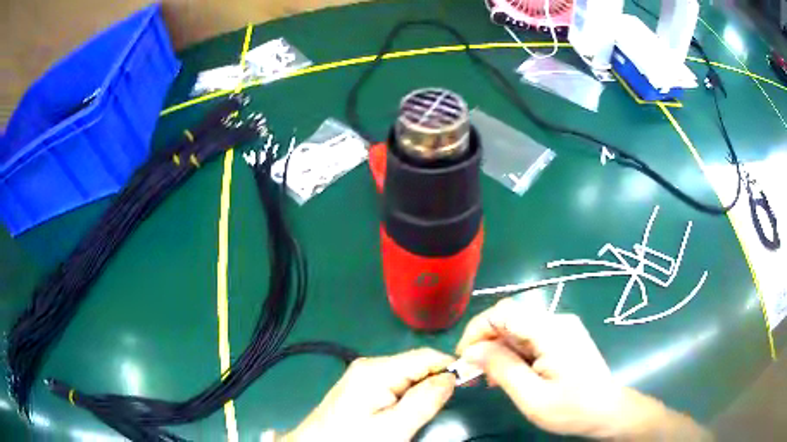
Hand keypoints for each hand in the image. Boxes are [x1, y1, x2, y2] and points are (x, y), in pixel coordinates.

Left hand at [283, 348, 455, 440]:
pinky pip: (394, 383)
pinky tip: (408, 410)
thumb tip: (451, 376)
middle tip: (445, 405)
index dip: (450, 366)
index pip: (426, 356)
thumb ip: (425, 400)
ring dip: (423, 389)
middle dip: (436, 380)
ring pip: (407, 375)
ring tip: (428, 410)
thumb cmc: (353, 440)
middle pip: (416, 364)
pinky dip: (408, 394)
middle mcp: (369, 365)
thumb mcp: (394, 427)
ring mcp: (363, 375)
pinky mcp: (361, 386)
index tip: (469, 382)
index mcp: (377, 369)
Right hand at [455, 298, 624, 437]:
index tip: (465, 359)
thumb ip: (501, 368)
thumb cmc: (572, 409)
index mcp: (551, 331)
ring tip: (491, 379)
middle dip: (486, 343)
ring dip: (499, 350)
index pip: (503, 312)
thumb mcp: (531, 397)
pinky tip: (511, 374)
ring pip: (518, 329)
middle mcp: (557, 320)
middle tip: (475, 374)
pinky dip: (514, 353)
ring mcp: (562, 327)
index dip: (477, 330)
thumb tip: (471, 350)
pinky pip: (530, 337)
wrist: (607, 411)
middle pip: (510, 319)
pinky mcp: (563, 336)